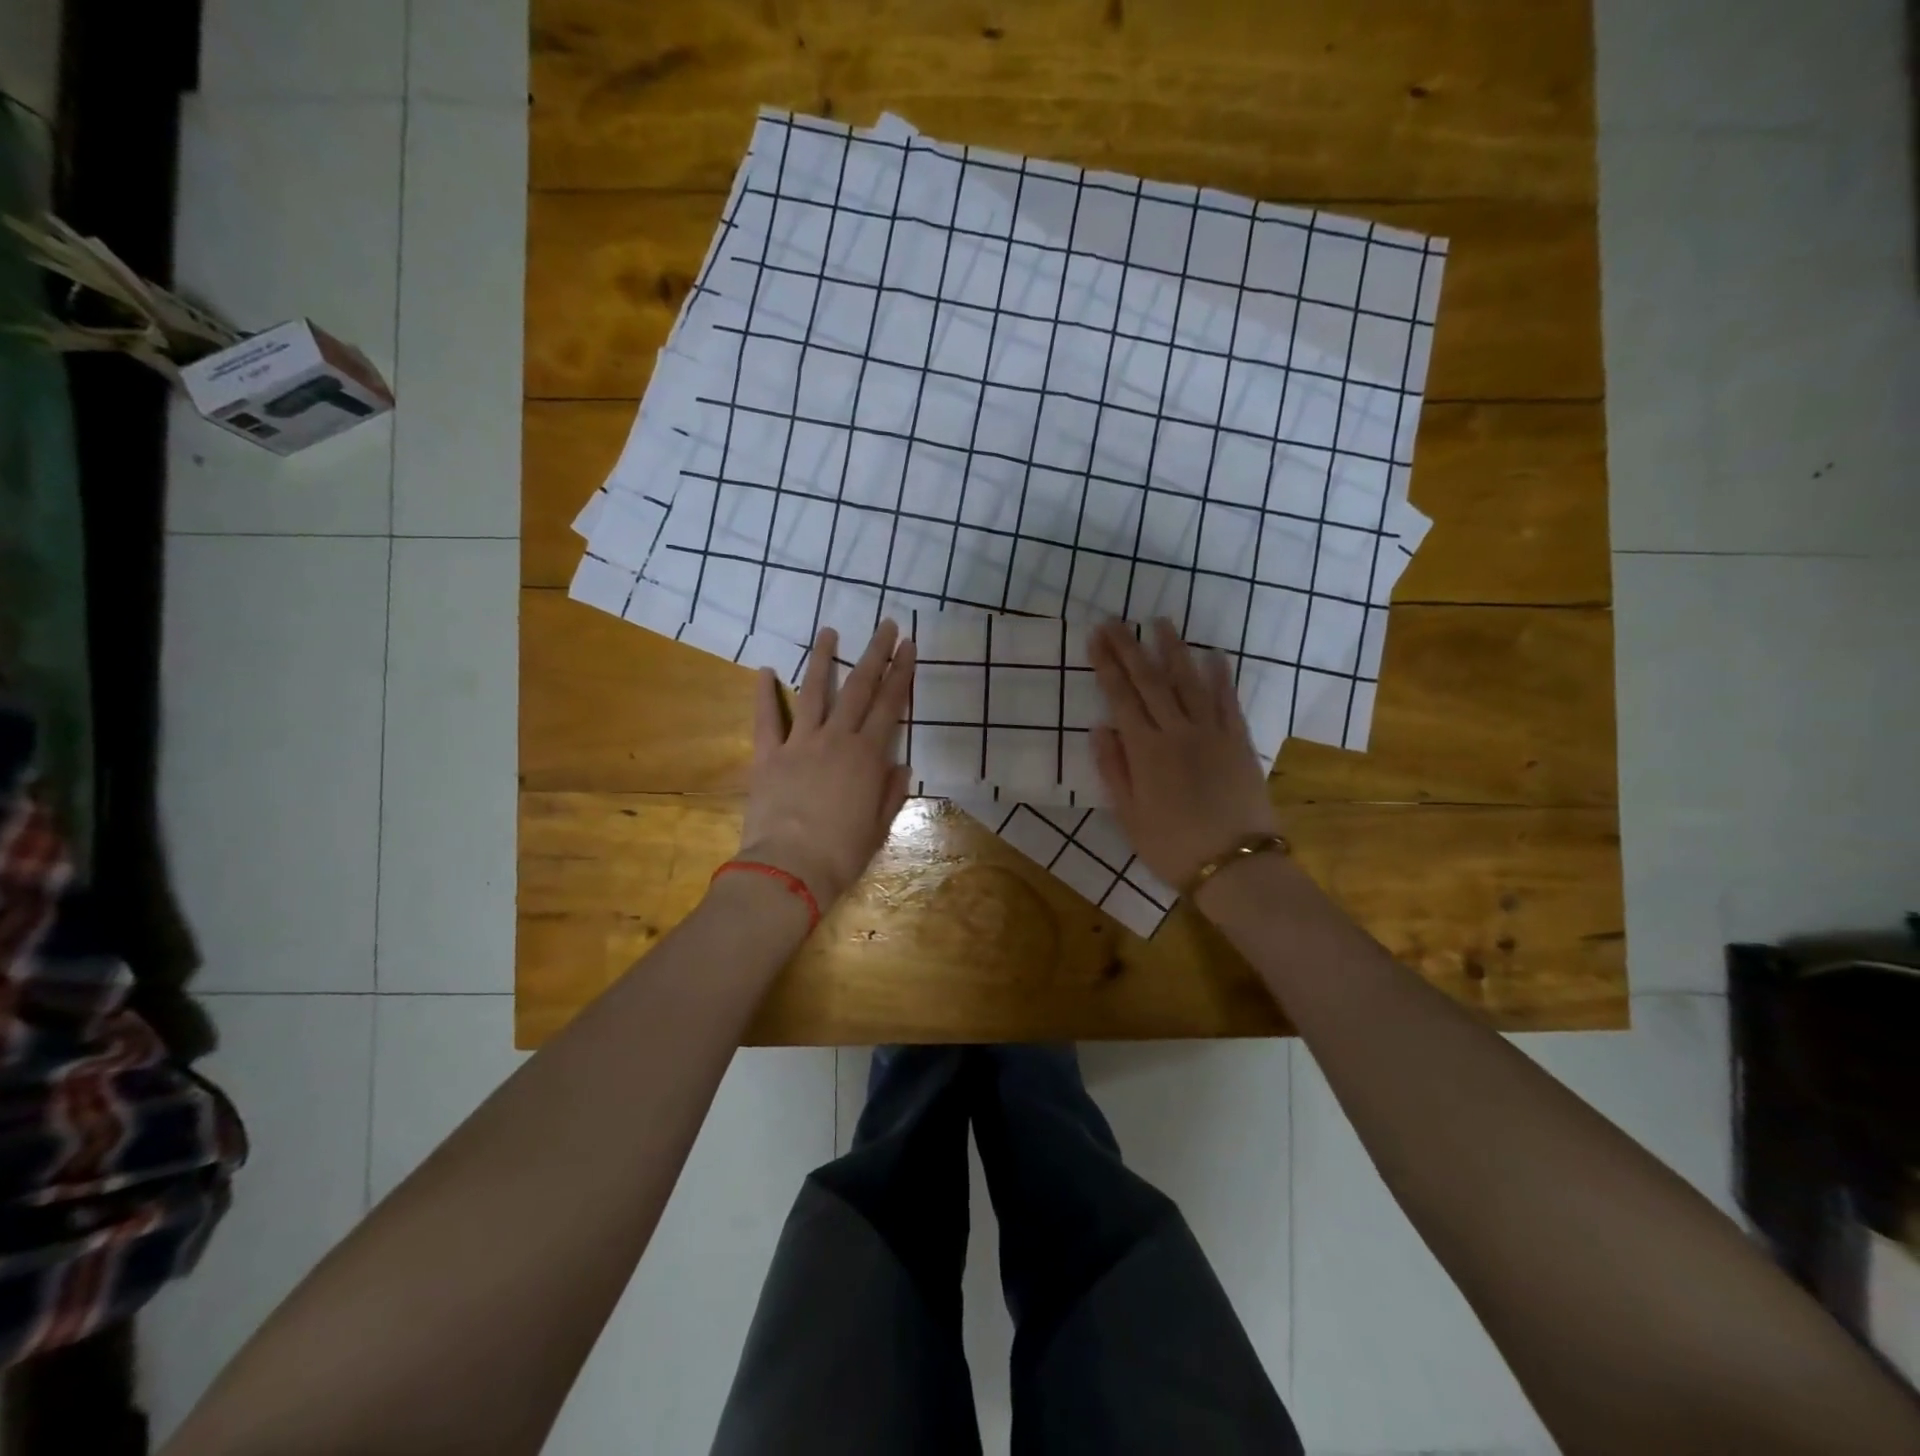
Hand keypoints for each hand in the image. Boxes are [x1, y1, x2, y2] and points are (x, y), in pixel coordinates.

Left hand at [736, 621, 916, 908]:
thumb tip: (901, 764)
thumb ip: (891, 791)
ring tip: (830, 631)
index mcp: (868, 756)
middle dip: (875, 654)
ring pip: (815, 692)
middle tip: (886, 625)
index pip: (890, 705)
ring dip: (824, 659)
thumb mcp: (879, 827)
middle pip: (859, 688)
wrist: (790, 869)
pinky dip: (765, 693)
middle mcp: (837, 740)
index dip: (902, 673)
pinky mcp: (769, 755)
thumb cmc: (842, 854)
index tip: (909, 646)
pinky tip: (766, 669)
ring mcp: (800, 743)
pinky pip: (767, 718)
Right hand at [1087, 619, 1279, 892]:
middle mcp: (1178, 732)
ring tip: (1161, 622)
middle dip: (1130, 648)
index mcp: (1146, 751)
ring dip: (1174, 650)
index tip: (1096, 637)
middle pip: (1151, 681)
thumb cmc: (1173, 847)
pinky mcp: (1239, 742)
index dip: (1107, 665)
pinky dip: (1220, 676)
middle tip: (1115, 620)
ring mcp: (1213, 733)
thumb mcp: (1129, 816)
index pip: (1121, 698)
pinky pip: (1228, 701)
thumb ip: (1114, 769)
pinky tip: (1213, 655)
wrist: (1236, 866)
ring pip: (1190, 682)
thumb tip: (1100, 728)